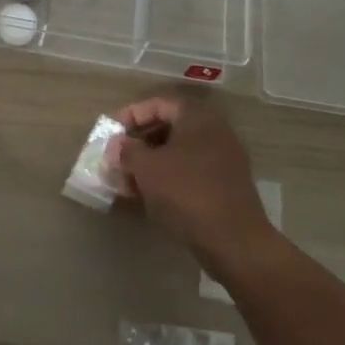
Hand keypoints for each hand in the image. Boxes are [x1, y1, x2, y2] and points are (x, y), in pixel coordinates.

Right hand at [109, 97, 275, 265]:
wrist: (233, 240)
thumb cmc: (185, 192)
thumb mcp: (147, 168)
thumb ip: (127, 151)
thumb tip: (118, 145)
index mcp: (197, 118)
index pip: (158, 104)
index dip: (131, 115)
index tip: (111, 133)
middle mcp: (213, 132)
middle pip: (168, 128)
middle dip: (138, 143)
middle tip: (116, 158)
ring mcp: (222, 160)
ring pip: (177, 153)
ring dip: (149, 164)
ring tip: (125, 182)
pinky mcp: (223, 186)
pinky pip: (188, 173)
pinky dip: (165, 179)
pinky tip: (146, 197)